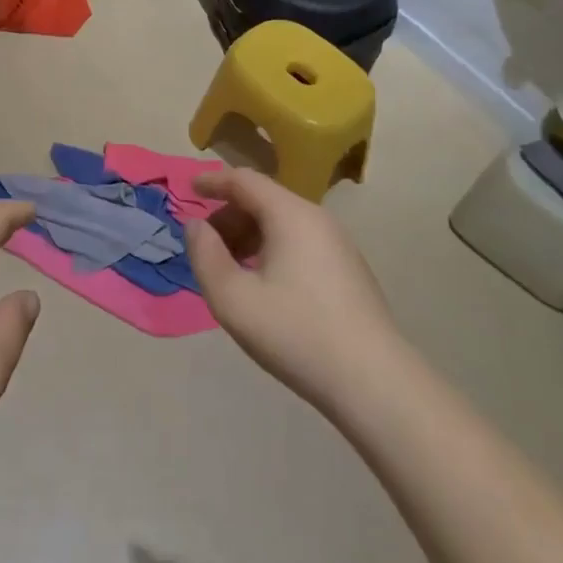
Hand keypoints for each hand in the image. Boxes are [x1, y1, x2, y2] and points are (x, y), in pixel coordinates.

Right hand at [183, 169, 398, 415]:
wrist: (374, 382)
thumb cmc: (296, 333)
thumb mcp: (233, 299)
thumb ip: (205, 256)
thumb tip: (196, 226)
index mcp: (290, 215)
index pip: (244, 180)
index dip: (213, 182)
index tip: (188, 191)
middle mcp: (317, 219)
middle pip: (264, 200)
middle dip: (229, 216)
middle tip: (206, 248)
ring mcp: (338, 244)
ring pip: (283, 223)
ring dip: (249, 236)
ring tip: (230, 270)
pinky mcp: (349, 270)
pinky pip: (300, 242)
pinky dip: (272, 249)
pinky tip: (264, 286)